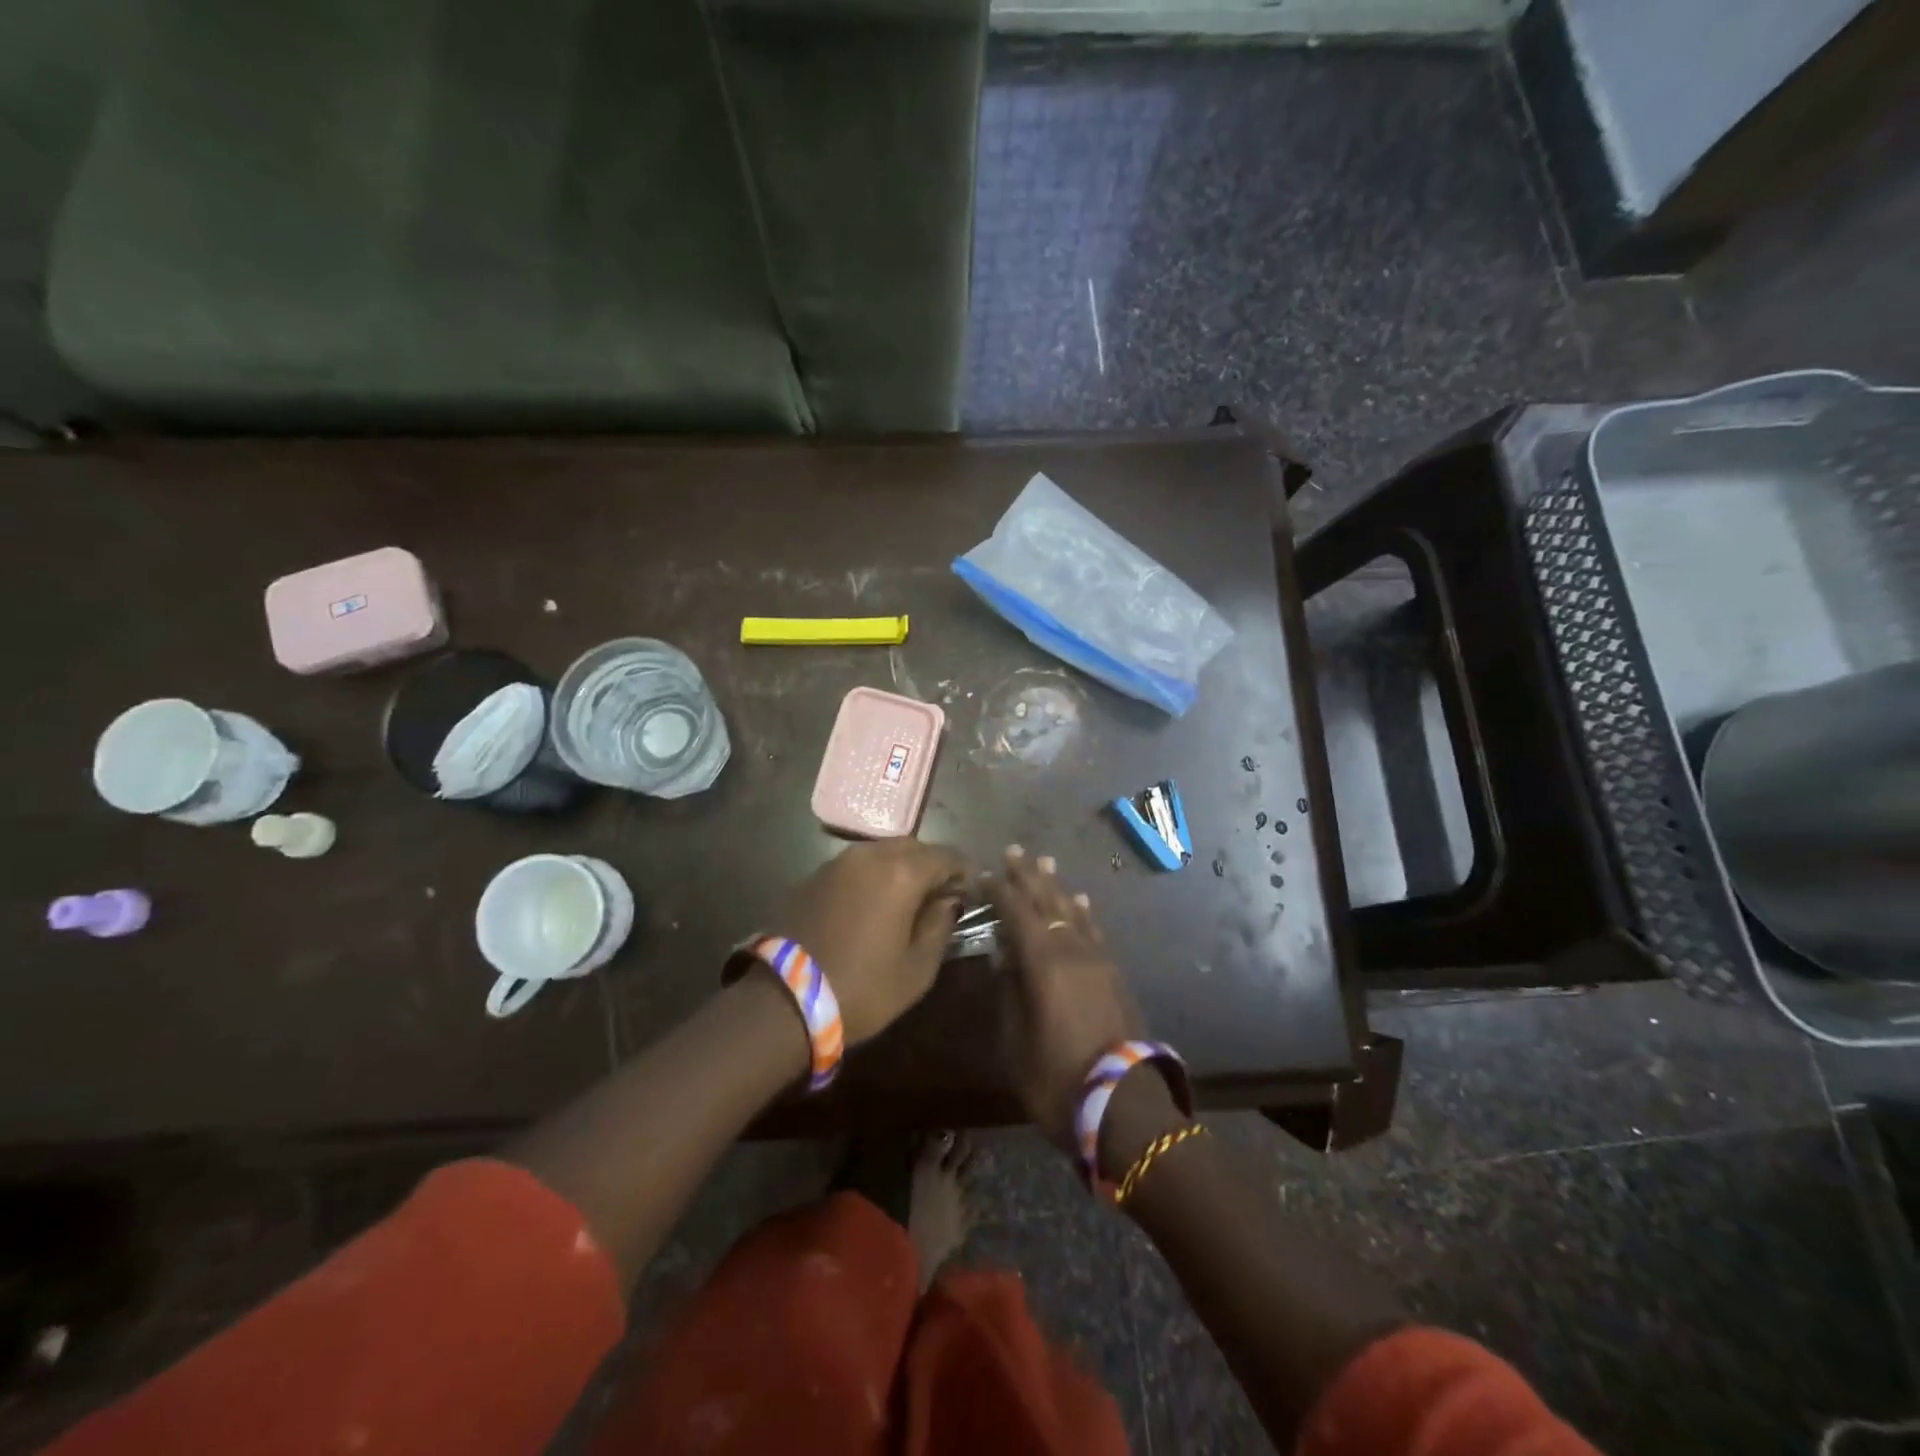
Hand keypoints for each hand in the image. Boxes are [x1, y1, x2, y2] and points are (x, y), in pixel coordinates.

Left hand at [774, 840, 967, 1044]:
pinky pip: (855, 866)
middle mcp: (870, 855)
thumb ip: (940, 926)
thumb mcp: (917, 968)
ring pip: (881, 852)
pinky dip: (872, 877)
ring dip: (900, 868)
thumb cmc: (863, 988)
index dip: (963, 871)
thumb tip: (948, 901)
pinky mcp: (814, 875)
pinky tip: (872, 905)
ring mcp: (837, 862)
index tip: (970, 891)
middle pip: (913, 846)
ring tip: (906, 900)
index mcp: (902, 872)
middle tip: (939, 896)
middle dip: (931, 865)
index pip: (946, 856)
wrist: (784, 1000)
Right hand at [989, 845, 1143, 1148]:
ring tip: (1045, 864)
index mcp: (1044, 963)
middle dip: (1028, 876)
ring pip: (1073, 912)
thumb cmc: (1058, 1080)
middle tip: (1014, 851)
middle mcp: (1072, 950)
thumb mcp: (1015, 1043)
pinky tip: (1080, 902)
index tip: (983, 873)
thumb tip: (1004, 957)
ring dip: (1056, 887)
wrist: (1125, 1107)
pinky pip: (1094, 931)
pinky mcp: (1114, 975)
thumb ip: (1009, 993)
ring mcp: (1098, 960)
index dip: (999, 890)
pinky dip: (1083, 912)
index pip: (1017, 912)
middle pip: (1047, 902)